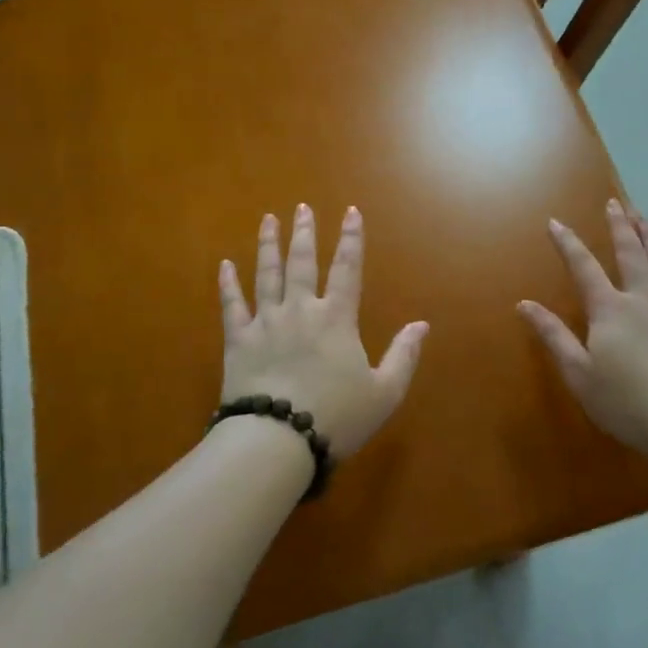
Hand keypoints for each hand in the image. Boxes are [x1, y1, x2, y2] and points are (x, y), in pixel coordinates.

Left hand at [218, 204, 428, 459]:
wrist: (278, 440)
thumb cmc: (336, 417)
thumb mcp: (384, 392)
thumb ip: (404, 356)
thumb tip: (422, 325)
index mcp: (336, 319)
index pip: (347, 269)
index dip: (351, 238)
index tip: (351, 212)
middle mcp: (300, 310)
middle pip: (302, 263)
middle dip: (305, 233)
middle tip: (302, 208)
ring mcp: (266, 322)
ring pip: (266, 275)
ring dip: (268, 245)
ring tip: (268, 220)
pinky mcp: (238, 341)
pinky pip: (232, 306)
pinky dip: (228, 285)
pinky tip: (224, 265)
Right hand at [518, 198, 647, 461]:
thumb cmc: (625, 402)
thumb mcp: (578, 373)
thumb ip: (553, 335)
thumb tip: (524, 304)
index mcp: (609, 310)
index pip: (583, 268)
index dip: (568, 243)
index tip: (555, 222)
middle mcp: (642, 301)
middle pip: (630, 255)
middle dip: (620, 227)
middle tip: (615, 203)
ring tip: (645, 218)